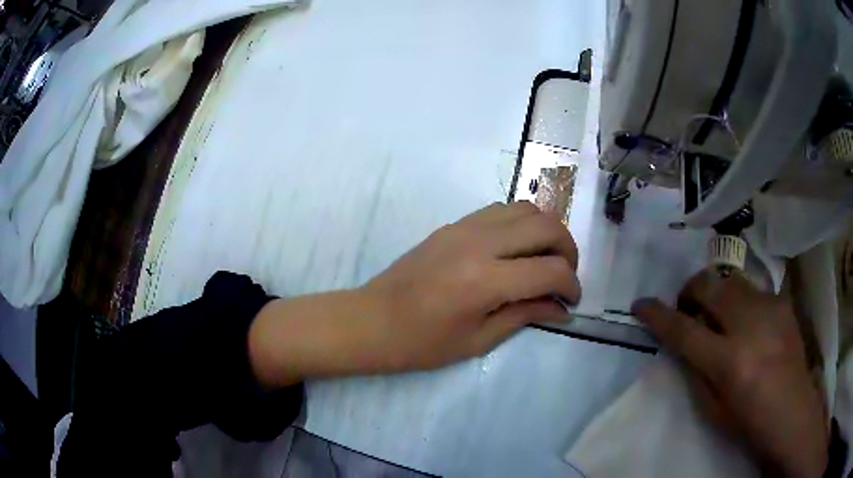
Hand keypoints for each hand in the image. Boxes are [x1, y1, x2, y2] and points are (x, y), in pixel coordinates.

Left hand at [249, 202, 578, 386]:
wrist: (372, 320)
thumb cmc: (421, 343)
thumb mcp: (478, 340)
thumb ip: (525, 316)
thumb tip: (561, 308)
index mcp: (485, 281)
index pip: (550, 270)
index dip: (571, 286)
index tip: (571, 301)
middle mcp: (479, 243)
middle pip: (546, 225)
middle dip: (568, 249)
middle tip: (565, 276)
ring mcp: (464, 227)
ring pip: (525, 207)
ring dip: (546, 230)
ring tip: (545, 259)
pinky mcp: (453, 223)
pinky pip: (500, 209)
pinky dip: (521, 223)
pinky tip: (517, 249)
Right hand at [632, 270, 827, 477]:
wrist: (793, 411)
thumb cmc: (748, 422)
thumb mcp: (713, 408)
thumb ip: (696, 369)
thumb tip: (683, 339)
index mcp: (729, 362)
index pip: (684, 330)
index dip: (658, 315)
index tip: (641, 304)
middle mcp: (750, 326)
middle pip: (710, 286)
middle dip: (690, 290)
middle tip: (688, 307)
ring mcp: (770, 308)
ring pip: (731, 280)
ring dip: (716, 293)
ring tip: (719, 314)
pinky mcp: (783, 302)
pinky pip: (753, 290)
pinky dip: (741, 301)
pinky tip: (749, 323)